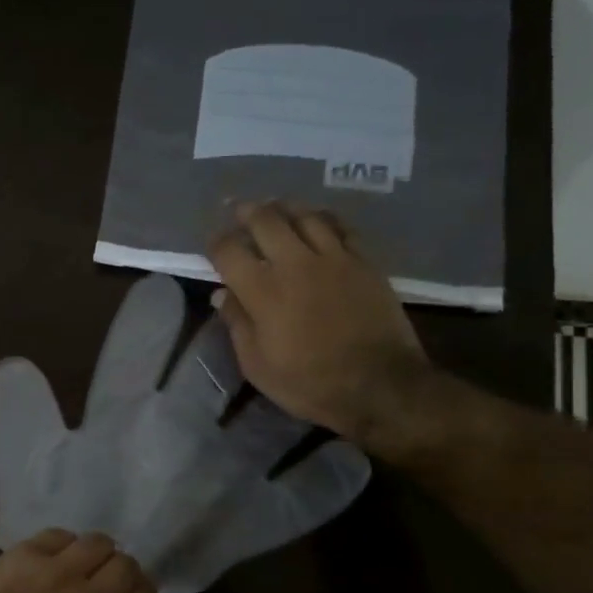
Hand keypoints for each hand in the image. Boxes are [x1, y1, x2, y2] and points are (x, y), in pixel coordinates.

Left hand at [0, 529, 155, 592]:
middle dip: (119, 572)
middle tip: (101, 580)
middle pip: (128, 565)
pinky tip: (49, 559)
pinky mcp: (29, 553)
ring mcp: (60, 572)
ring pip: (99, 542)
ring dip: (93, 553)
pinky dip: (61, 545)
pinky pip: (60, 535)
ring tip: (78, 564)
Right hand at [207, 200, 427, 445]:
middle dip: (246, 212)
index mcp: (263, 291)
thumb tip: (222, 294)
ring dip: (284, 207)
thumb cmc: (310, 384)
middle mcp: (295, 264)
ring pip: (304, 215)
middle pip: (265, 220)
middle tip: (237, 210)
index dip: (216, 243)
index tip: (213, 246)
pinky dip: (322, 218)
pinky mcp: (364, 261)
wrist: (379, 386)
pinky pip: (340, 226)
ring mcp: (333, 258)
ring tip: (275, 207)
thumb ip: (238, 325)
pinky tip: (316, 220)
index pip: (229, 250)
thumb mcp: (258, 366)